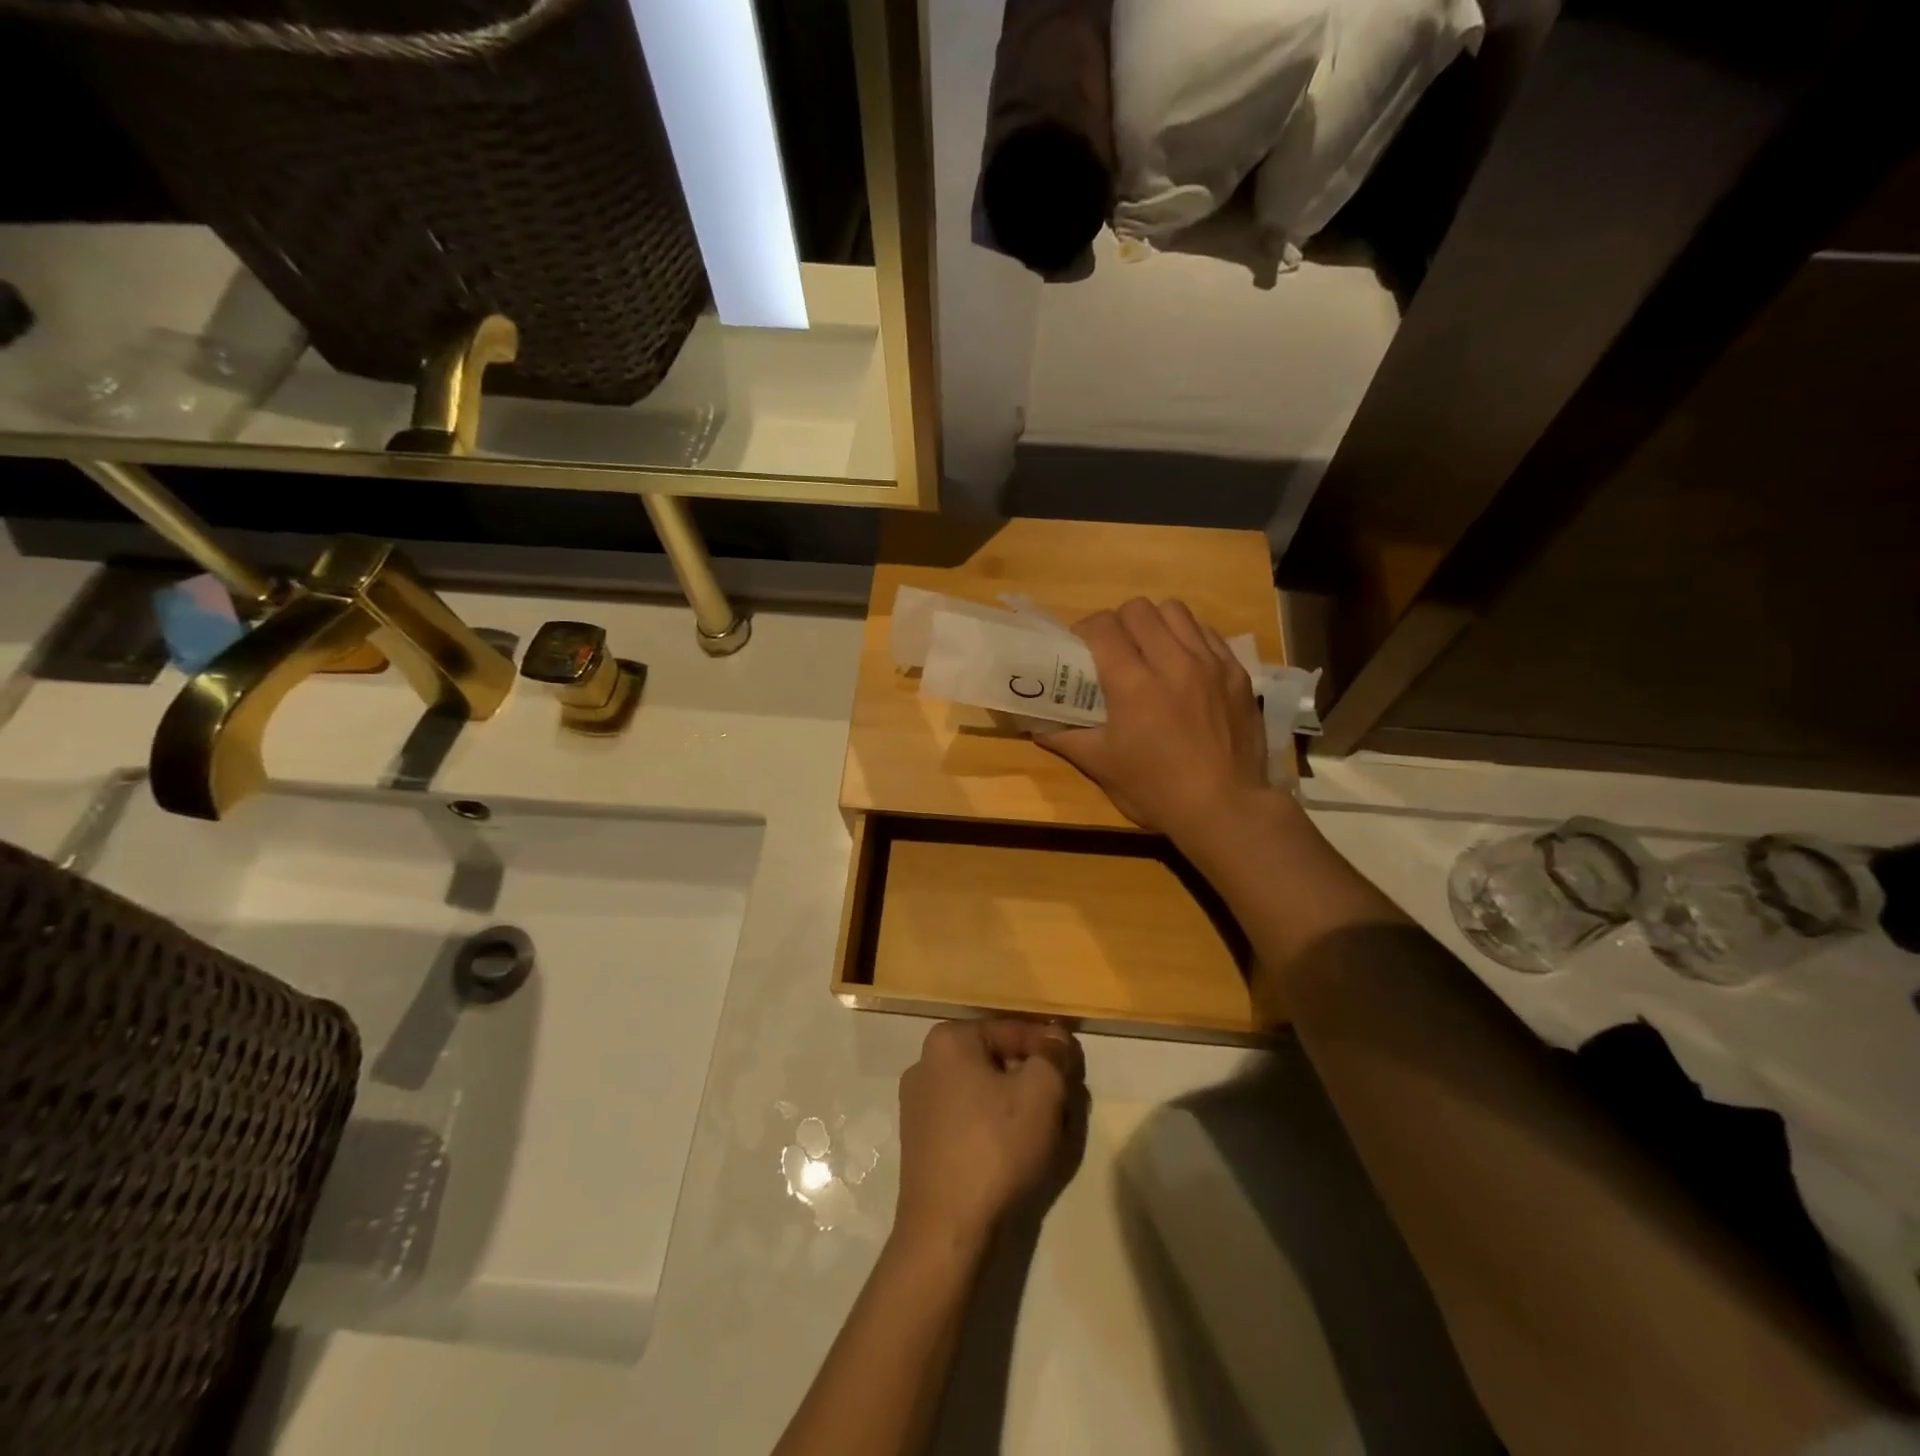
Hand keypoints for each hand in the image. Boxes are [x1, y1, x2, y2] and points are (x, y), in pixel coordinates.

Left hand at [894, 1020, 1084, 1255]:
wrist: (947, 1230)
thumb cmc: (996, 1147)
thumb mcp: (1042, 1092)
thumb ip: (1053, 1056)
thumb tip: (1056, 1039)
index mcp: (949, 1040)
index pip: (1013, 1030)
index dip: (1050, 1048)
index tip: (1076, 1071)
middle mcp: (925, 1063)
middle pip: (997, 1060)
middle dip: (1033, 1077)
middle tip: (1064, 1102)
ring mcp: (918, 1105)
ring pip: (984, 1091)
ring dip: (1017, 1104)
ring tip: (1046, 1130)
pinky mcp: (920, 1142)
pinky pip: (968, 1119)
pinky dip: (994, 1127)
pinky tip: (1016, 1152)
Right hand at [1041, 598, 1272, 851]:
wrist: (1225, 810)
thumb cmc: (1155, 790)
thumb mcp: (1101, 766)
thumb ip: (1064, 738)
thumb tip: (1034, 725)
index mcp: (1133, 684)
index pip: (1102, 626)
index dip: (1084, 630)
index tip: (1080, 648)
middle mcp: (1172, 662)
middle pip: (1138, 609)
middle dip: (1118, 623)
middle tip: (1114, 650)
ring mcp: (1209, 663)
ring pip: (1175, 611)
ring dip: (1155, 623)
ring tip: (1150, 650)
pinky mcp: (1236, 672)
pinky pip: (1207, 633)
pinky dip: (1188, 638)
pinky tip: (1183, 664)